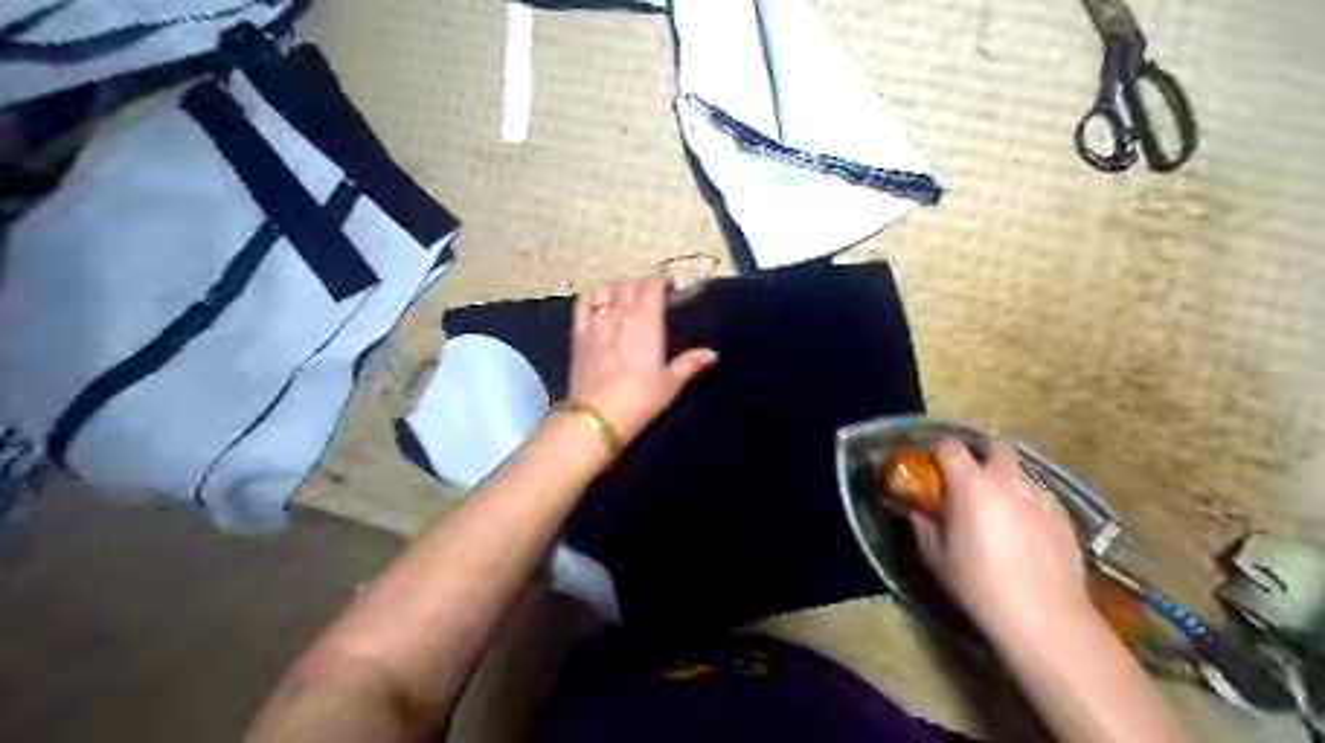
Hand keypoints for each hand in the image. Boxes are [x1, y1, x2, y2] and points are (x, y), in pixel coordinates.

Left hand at [565, 277, 718, 443]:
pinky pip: (581, 305)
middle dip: (640, 283)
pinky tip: (597, 302)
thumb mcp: (669, 385)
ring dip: (616, 286)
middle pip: (629, 284)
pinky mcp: (578, 335)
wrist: (596, 417)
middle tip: (649, 292)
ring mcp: (596, 323)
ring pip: (604, 289)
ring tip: (623, 292)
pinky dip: (591, 297)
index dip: (660, 280)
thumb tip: (712, 354)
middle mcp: (621, 316)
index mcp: (647, 323)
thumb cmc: (639, 401)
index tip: (667, 285)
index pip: (652, 286)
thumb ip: (689, 364)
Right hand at [920, 437, 1091, 641]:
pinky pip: (1039, 498)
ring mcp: (1040, 497)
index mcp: (970, 485)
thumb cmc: (978, 584)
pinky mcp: (1063, 517)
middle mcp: (1007, 481)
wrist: (1044, 617)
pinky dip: (1025, 506)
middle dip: (981, 456)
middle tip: (969, 481)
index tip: (931, 466)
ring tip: (998, 513)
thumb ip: (922, 524)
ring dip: (1005, 483)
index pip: (950, 446)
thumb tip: (915, 509)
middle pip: (995, 447)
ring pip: (1019, 474)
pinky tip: (1023, 535)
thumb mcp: (935, 556)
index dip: (938, 450)